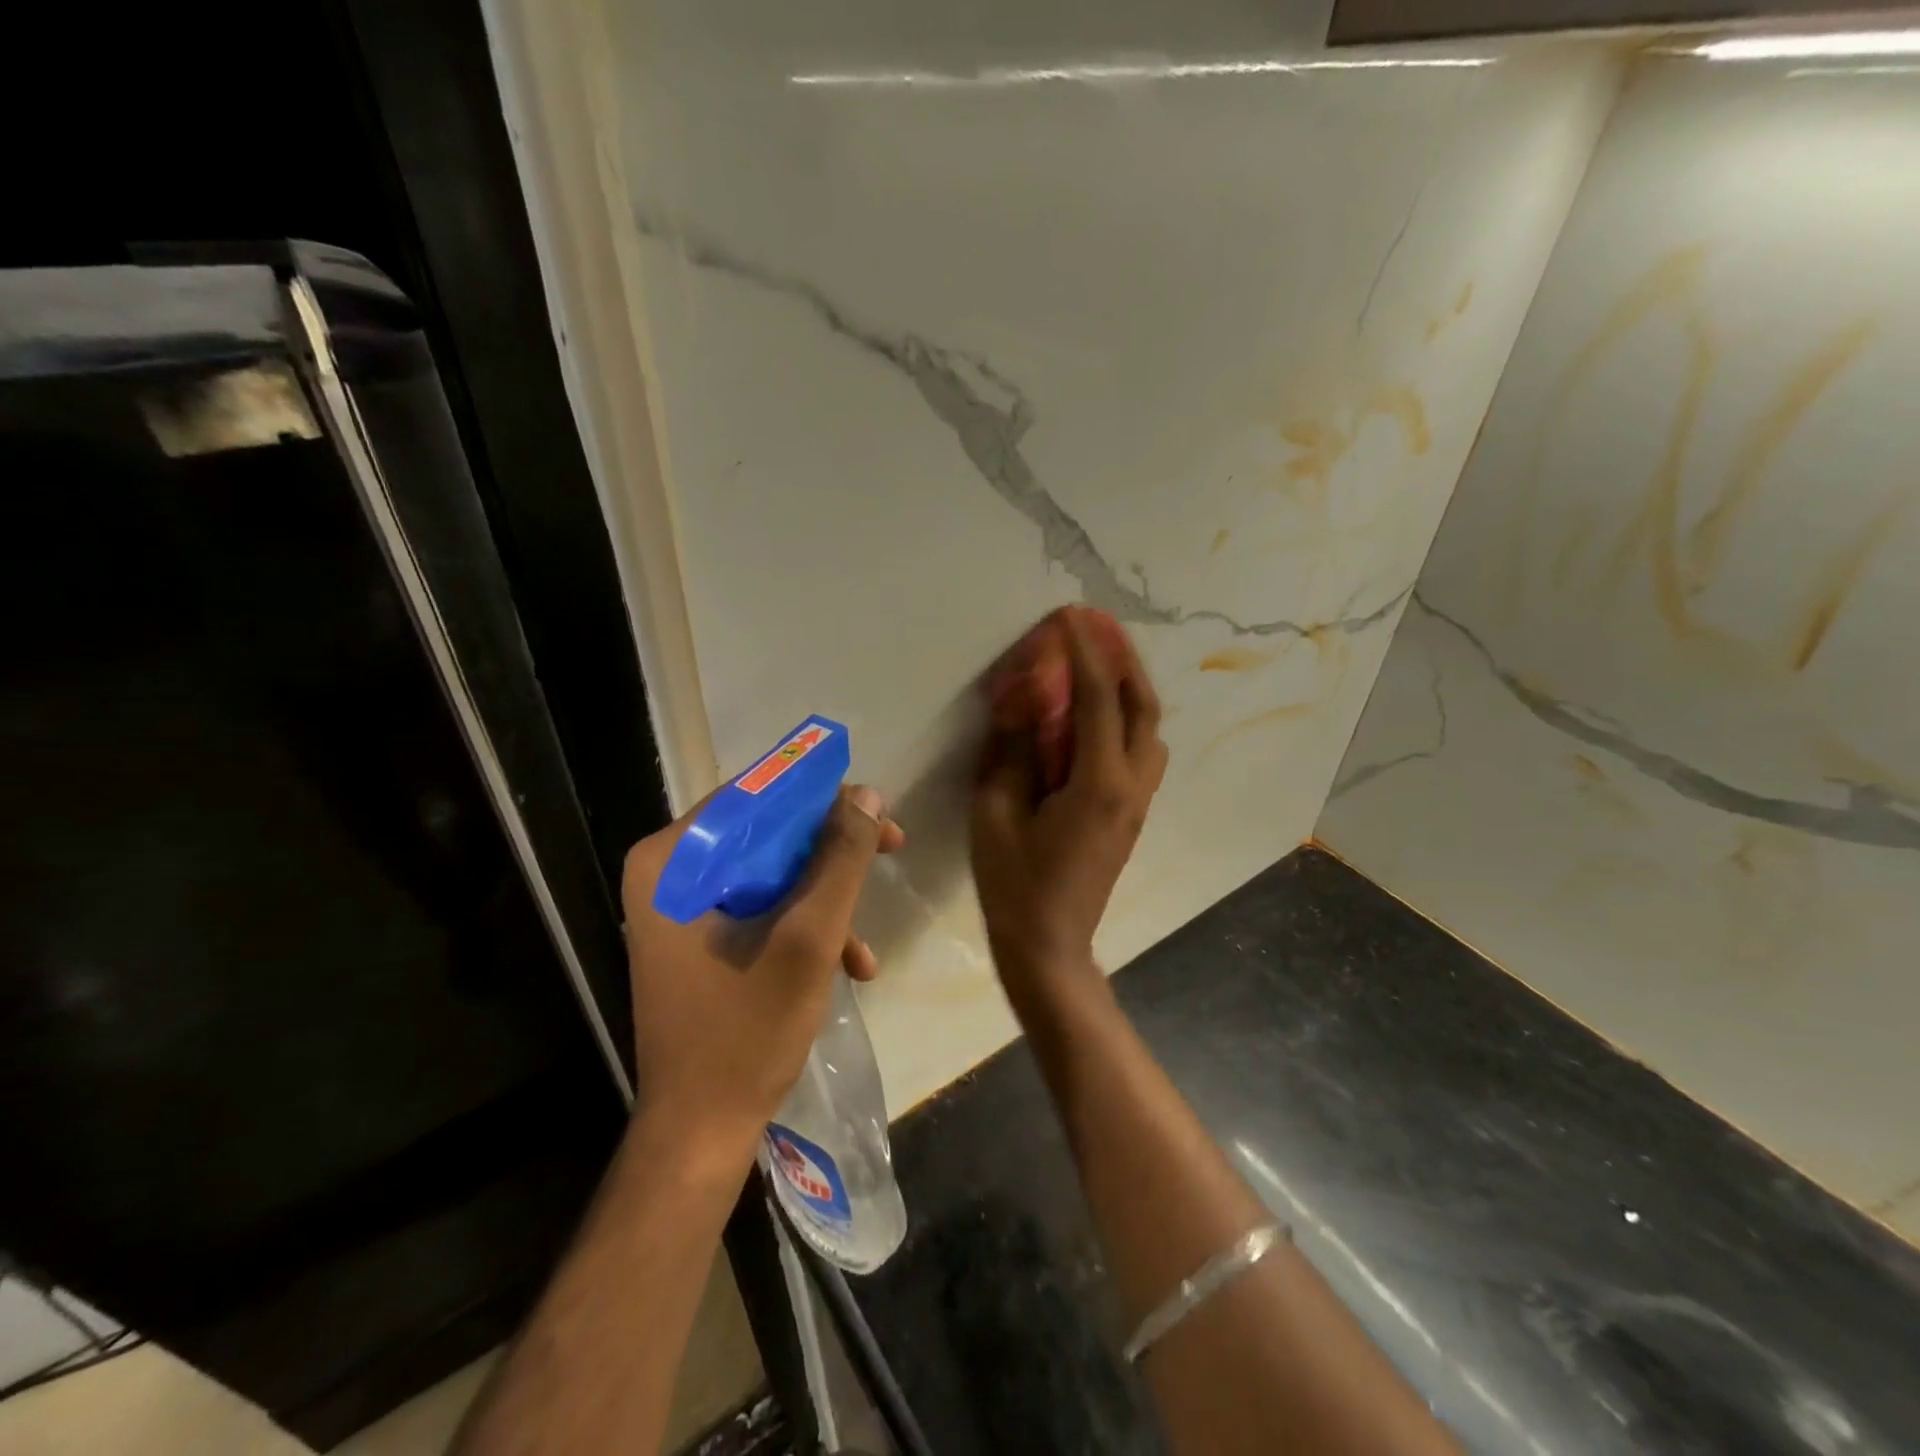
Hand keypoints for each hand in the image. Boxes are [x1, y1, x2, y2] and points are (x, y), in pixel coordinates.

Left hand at [621, 786, 904, 1167]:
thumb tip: (869, 796)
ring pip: (770, 871)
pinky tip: (848, 966)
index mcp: (672, 861)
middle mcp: (668, 873)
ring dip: (825, 898)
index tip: (876, 812)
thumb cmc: (746, 1032)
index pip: (754, 795)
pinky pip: (760, 907)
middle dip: (832, 851)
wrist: (700, 1131)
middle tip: (891, 850)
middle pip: (766, 831)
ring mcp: (681, 908)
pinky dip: (803, 927)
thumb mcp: (808, 938)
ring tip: (865, 944)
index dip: (821, 796)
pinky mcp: (698, 938)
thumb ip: (841, 861)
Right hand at [972, 610, 1167, 1009]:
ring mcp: (1138, 802)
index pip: (1097, 700)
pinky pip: (1140, 751)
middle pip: (1142, 706)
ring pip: (1149, 729)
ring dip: (1130, 688)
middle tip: (1099, 627)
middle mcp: (1131, 785)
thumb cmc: (1015, 884)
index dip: (1084, 654)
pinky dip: (1126, 718)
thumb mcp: (995, 814)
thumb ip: (1010, 753)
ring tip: (1102, 662)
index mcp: (1098, 783)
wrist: (1050, 946)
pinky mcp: (1132, 814)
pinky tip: (1098, 714)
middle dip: (1123, 659)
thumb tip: (1020, 704)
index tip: (1071, 618)